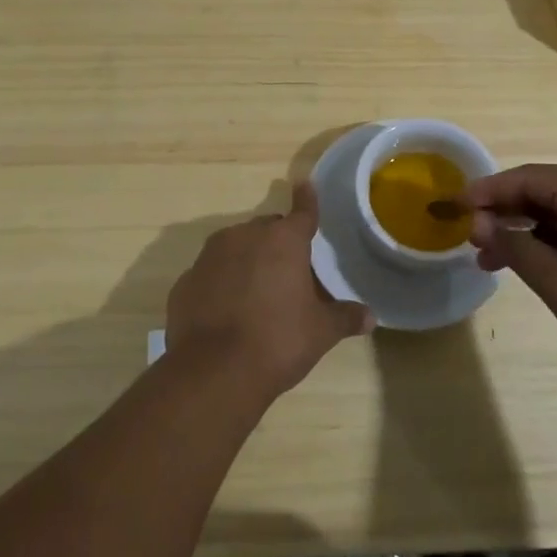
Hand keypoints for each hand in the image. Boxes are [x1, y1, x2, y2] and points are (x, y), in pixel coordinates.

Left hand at [166, 181, 373, 398]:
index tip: (305, 184)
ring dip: (247, 261)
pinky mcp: (185, 281)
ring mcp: (210, 256)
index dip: (307, 200)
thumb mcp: (320, 332)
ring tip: (256, 295)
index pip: (302, 212)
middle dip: (278, 244)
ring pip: (235, 247)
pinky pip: (210, 274)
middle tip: (289, 275)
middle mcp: (245, 236)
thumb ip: (345, 318)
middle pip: (267, 230)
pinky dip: (220, 284)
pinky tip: (226, 312)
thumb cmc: (278, 341)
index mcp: (283, 240)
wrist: (213, 372)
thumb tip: (370, 317)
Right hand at [465, 164, 556, 390]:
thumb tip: (480, 223)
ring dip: (529, 230)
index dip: (486, 192)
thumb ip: (515, 247)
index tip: (454, 207)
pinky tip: (541, 265)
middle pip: (544, 191)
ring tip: (497, 260)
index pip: (525, 178)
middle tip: (472, 240)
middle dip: (505, 214)